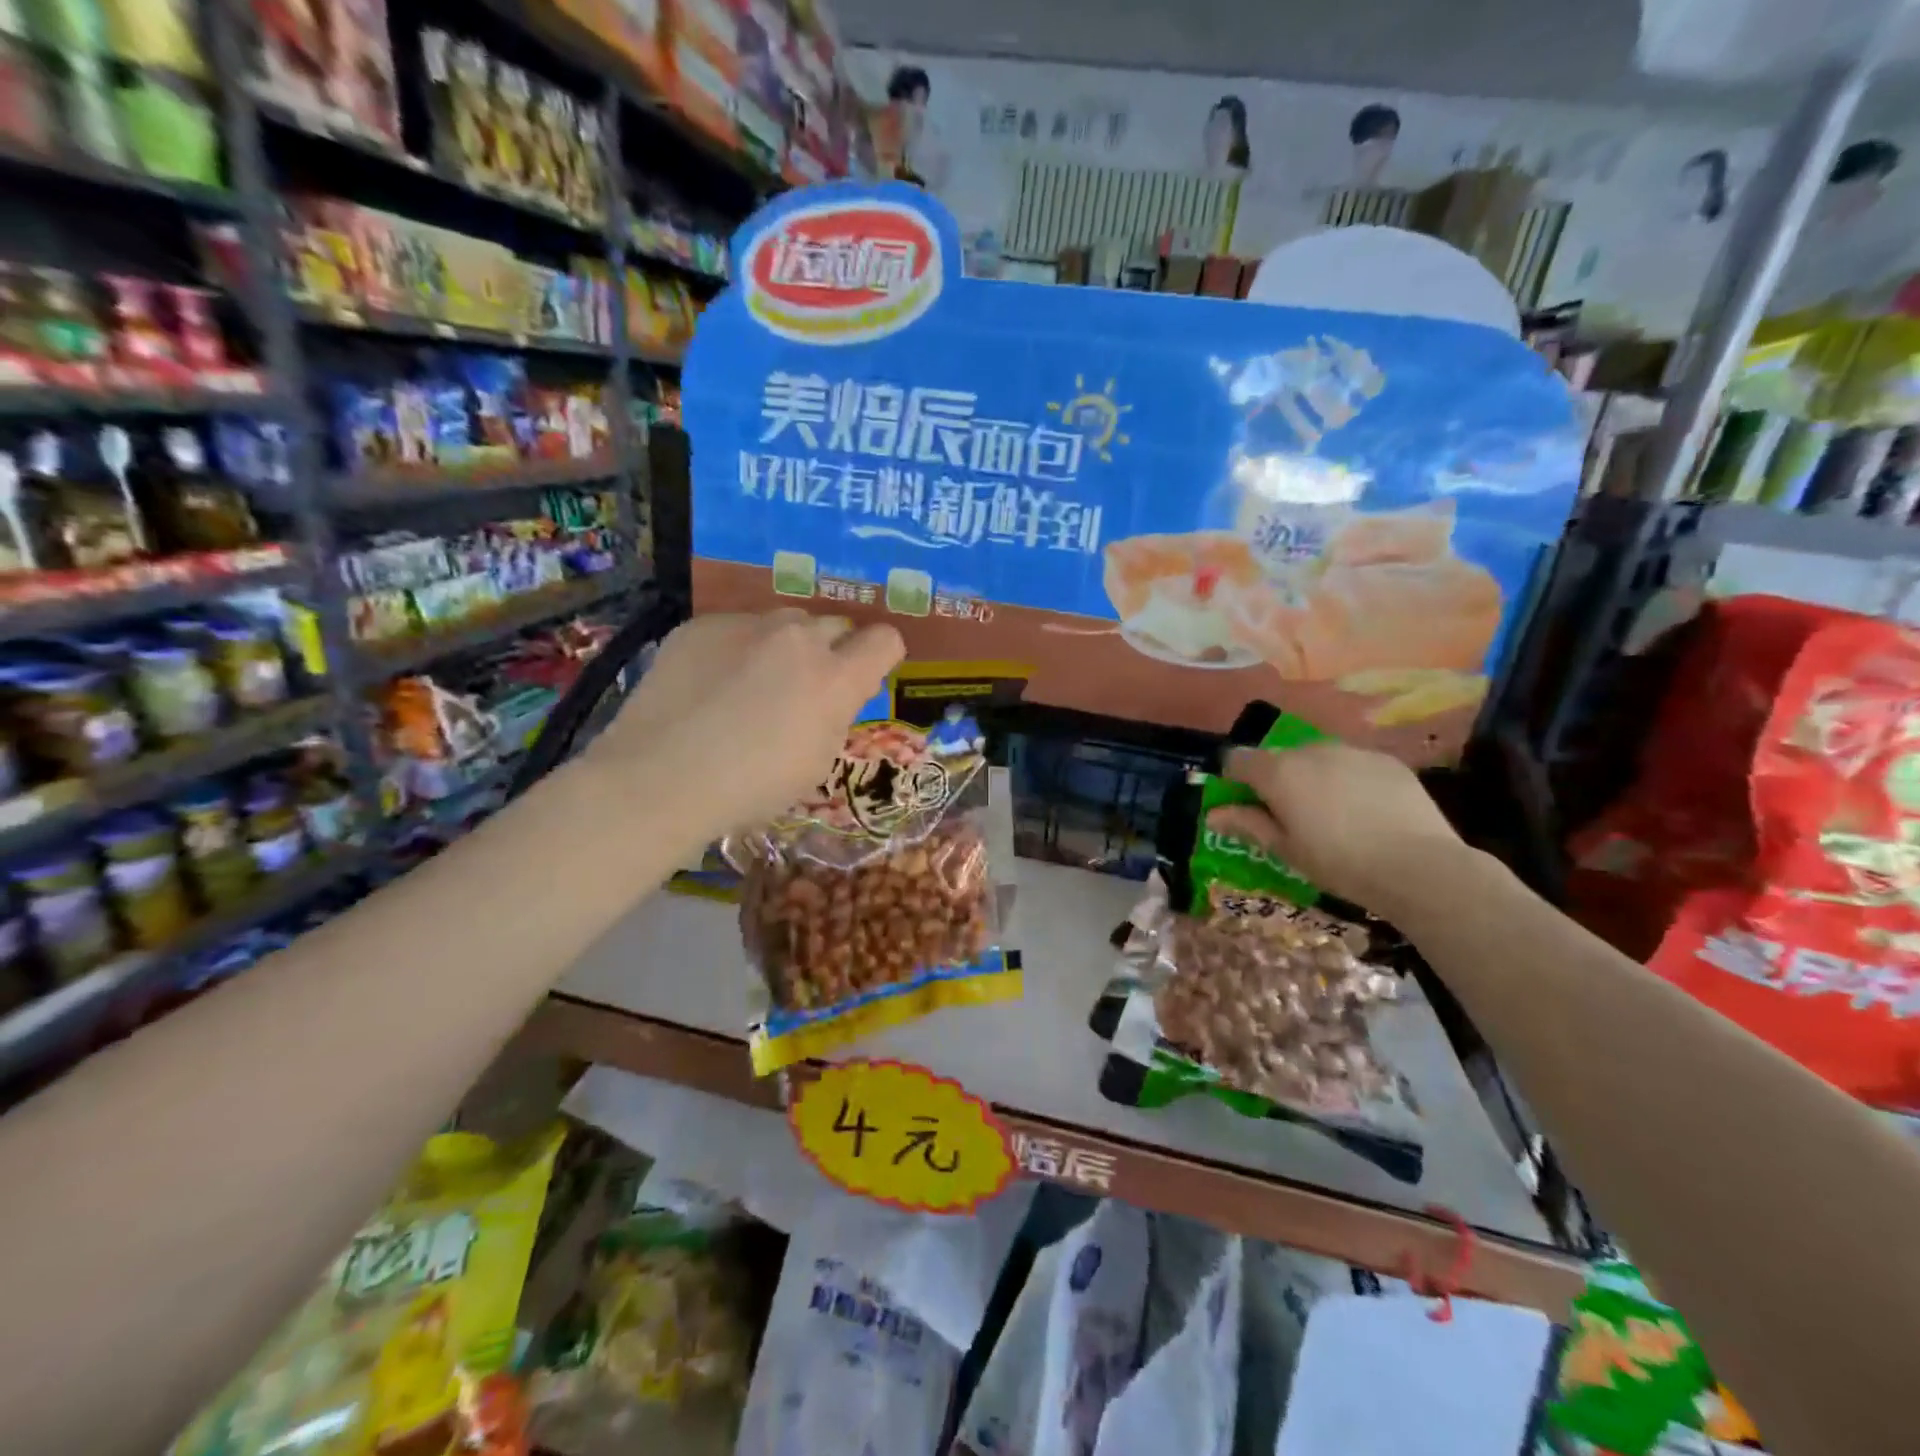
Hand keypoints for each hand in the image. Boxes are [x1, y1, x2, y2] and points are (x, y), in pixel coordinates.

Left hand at [590, 611, 904, 841]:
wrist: (660, 778)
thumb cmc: (751, 787)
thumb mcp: (816, 762)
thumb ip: (835, 715)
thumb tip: (834, 694)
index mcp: (834, 678)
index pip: (884, 640)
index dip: (880, 657)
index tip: (863, 678)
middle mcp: (797, 637)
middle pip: (834, 626)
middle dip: (830, 652)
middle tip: (803, 689)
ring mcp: (745, 624)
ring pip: (784, 622)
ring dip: (784, 646)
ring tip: (752, 684)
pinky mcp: (701, 625)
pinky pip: (736, 627)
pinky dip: (736, 650)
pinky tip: (709, 685)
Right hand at [1210, 742, 1463, 914]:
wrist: (1420, 867)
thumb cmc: (1339, 863)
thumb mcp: (1286, 850)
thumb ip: (1248, 825)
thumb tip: (1213, 815)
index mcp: (1278, 772)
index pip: (1237, 759)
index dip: (1233, 780)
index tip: (1244, 805)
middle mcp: (1310, 751)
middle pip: (1279, 758)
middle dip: (1277, 780)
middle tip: (1292, 817)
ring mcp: (1351, 752)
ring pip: (1317, 758)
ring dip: (1313, 778)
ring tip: (1333, 815)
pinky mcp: (1386, 760)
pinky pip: (1352, 764)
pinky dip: (1348, 780)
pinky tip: (1366, 811)